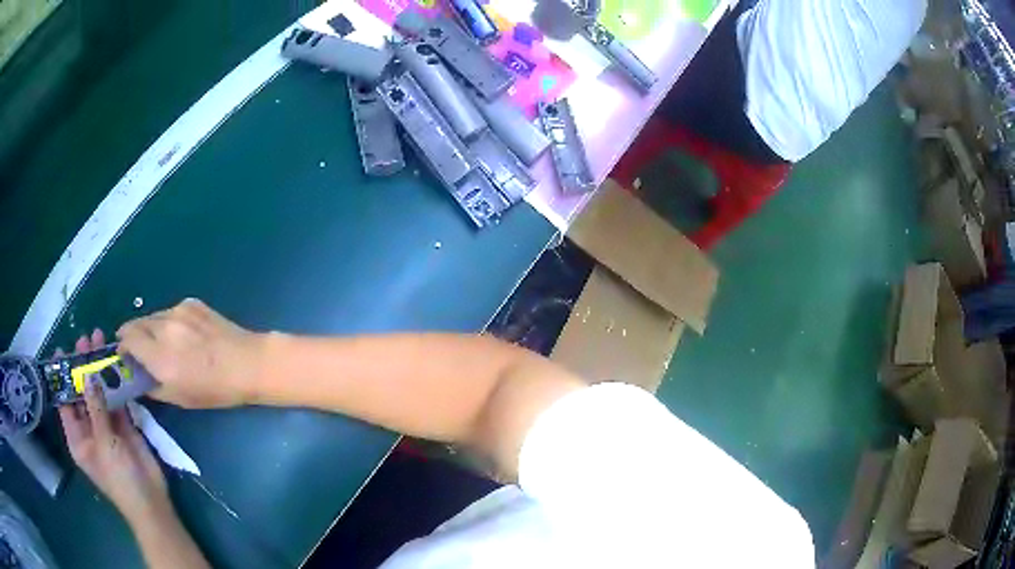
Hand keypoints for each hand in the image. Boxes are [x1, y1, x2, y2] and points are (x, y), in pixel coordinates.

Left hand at [58, 329, 169, 524]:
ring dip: (99, 370)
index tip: (62, 351)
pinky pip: (116, 399)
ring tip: (99, 341)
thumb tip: (87, 376)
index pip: (64, 401)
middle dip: (82, 367)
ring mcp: (106, 426)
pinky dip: (115, 382)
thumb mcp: (104, 443)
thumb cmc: (119, 478)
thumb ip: (95, 408)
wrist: (151, 500)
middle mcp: (88, 428)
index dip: (61, 377)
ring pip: (99, 392)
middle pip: (81, 393)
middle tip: (85, 339)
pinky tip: (115, 363)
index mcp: (77, 437)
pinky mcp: (124, 425)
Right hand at [117, 298, 263, 408]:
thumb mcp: (178, 397)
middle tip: (139, 350)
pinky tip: (183, 335)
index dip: (122, 346)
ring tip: (162, 344)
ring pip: (152, 316)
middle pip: (136, 323)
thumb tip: (137, 376)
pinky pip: (170, 311)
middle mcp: (164, 327)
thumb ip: (151, 386)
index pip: (127, 338)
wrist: (247, 363)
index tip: (124, 356)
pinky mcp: (191, 303)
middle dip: (132, 336)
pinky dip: (167, 322)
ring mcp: (178, 311)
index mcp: (158, 354)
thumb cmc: (213, 388)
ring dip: (149, 328)